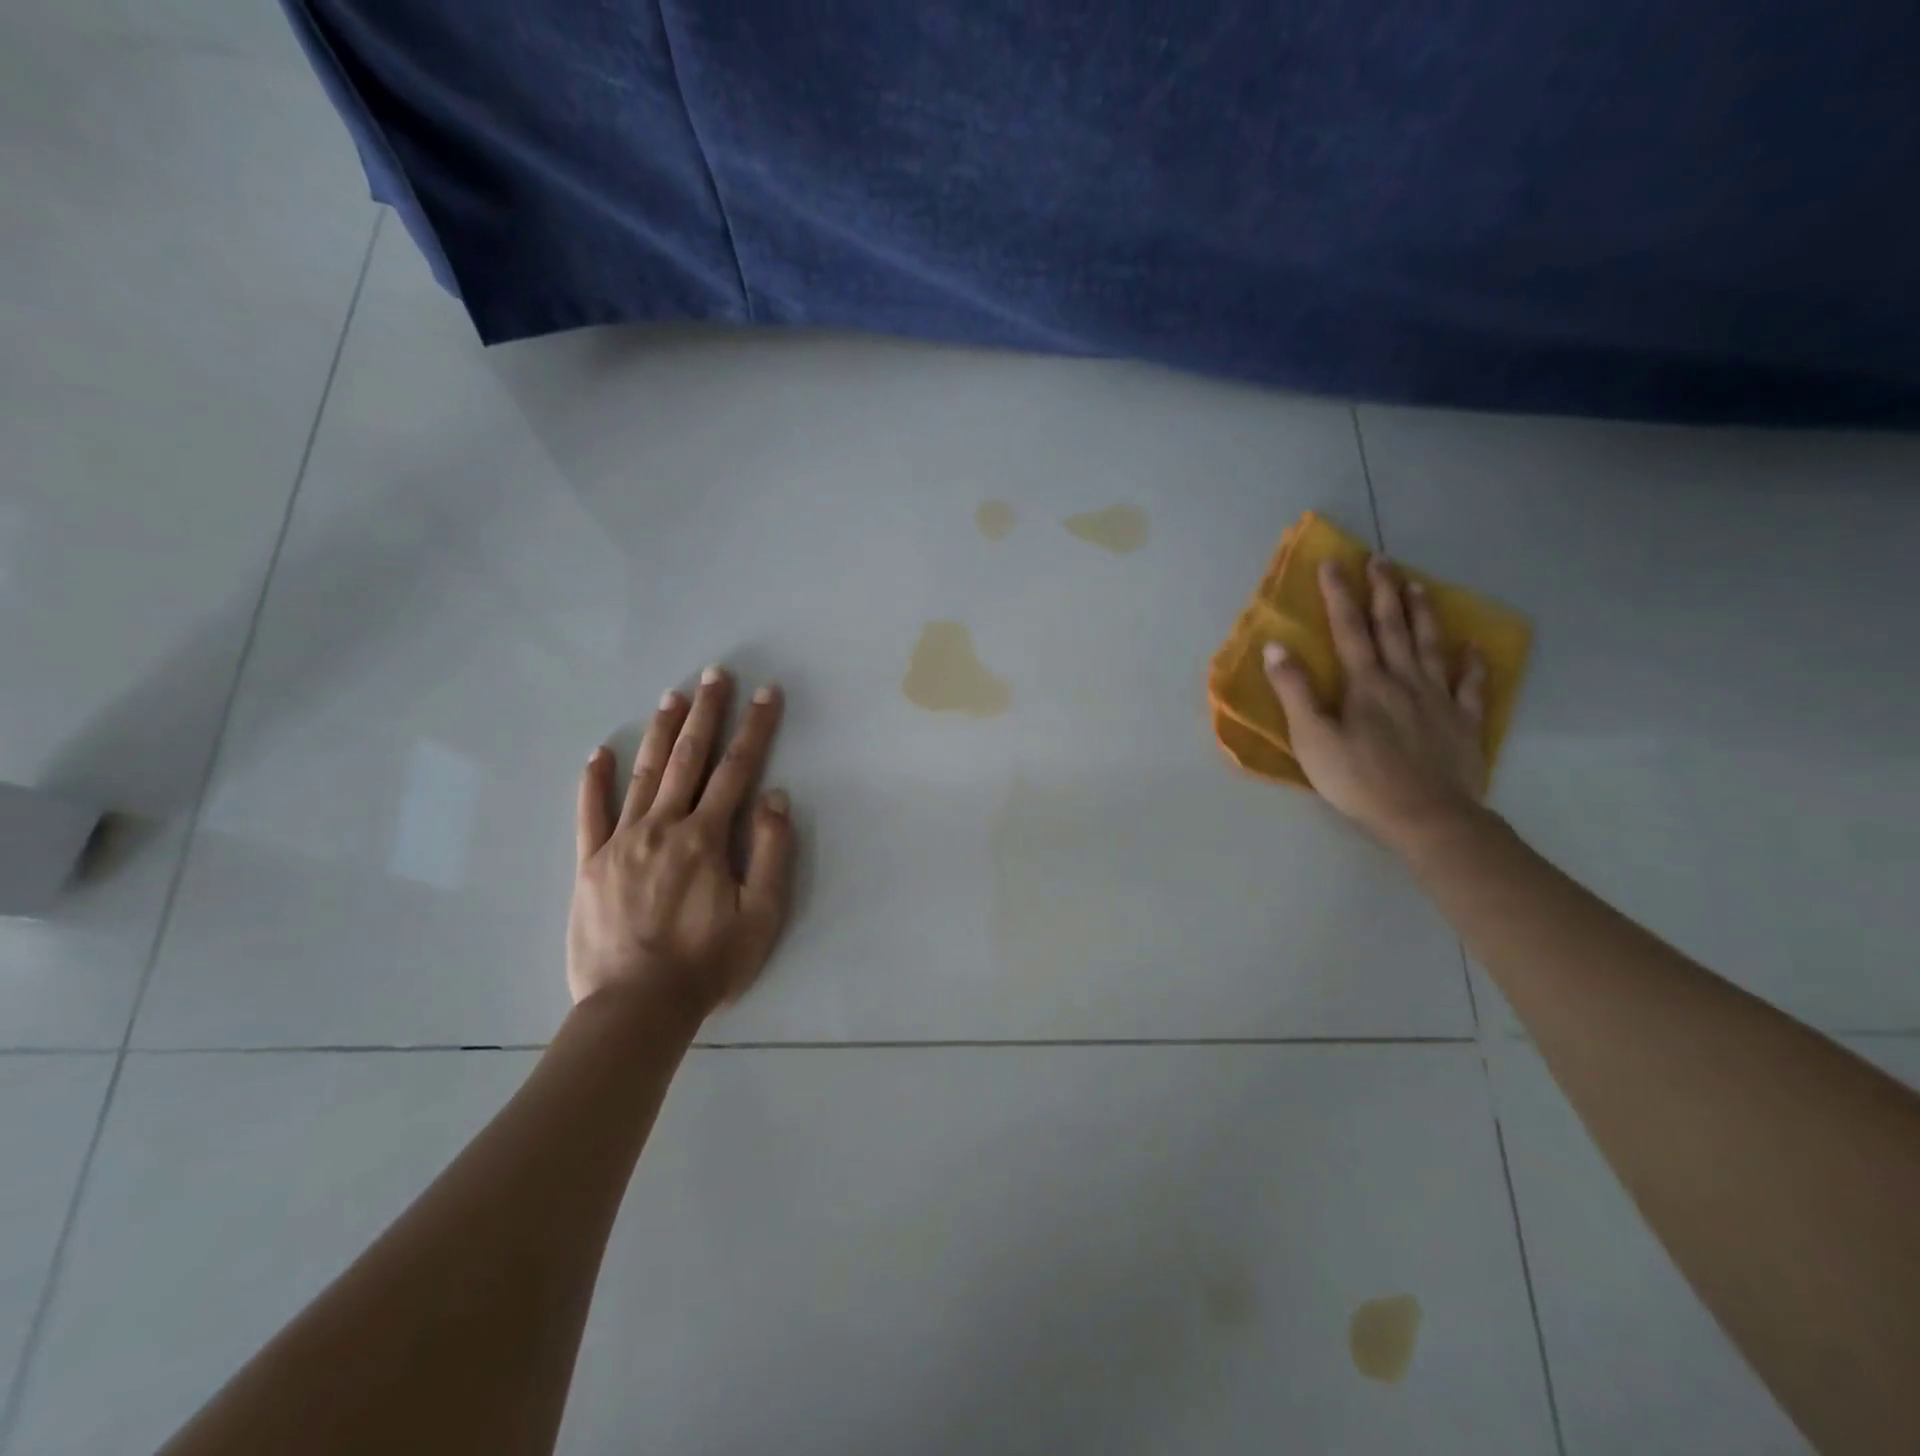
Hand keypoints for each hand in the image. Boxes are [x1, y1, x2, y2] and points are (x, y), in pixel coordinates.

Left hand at [569, 667, 793, 1017]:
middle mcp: (663, 827)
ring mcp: (621, 842)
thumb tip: (774, 796)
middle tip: (715, 674)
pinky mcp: (590, 865)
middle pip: (689, 759)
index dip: (755, 728)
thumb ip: (769, 852)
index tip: (766, 694)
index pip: (737, 769)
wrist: (636, 1008)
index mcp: (706, 837)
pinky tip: (598, 753)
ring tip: (673, 697)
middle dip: (707, 713)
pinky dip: (594, 782)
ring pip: (644, 774)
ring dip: (661, 733)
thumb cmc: (708, 964)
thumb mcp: (761, 915)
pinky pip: (590, 814)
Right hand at [1262, 557, 1489, 852]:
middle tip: (1381, 560)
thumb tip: (1276, 647)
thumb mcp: (1312, 739)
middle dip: (1384, 591)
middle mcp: (1404, 680)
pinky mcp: (1463, 722)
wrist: (1426, 817)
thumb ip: (1294, 692)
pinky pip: (1470, 685)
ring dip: (1422, 614)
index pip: (1349, 629)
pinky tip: (1473, 647)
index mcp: (1365, 684)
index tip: (1334, 562)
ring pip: (1431, 645)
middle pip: (1393, 627)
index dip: (1339, 594)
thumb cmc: (1359, 780)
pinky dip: (1472, 663)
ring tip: (1418, 585)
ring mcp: (1438, 699)